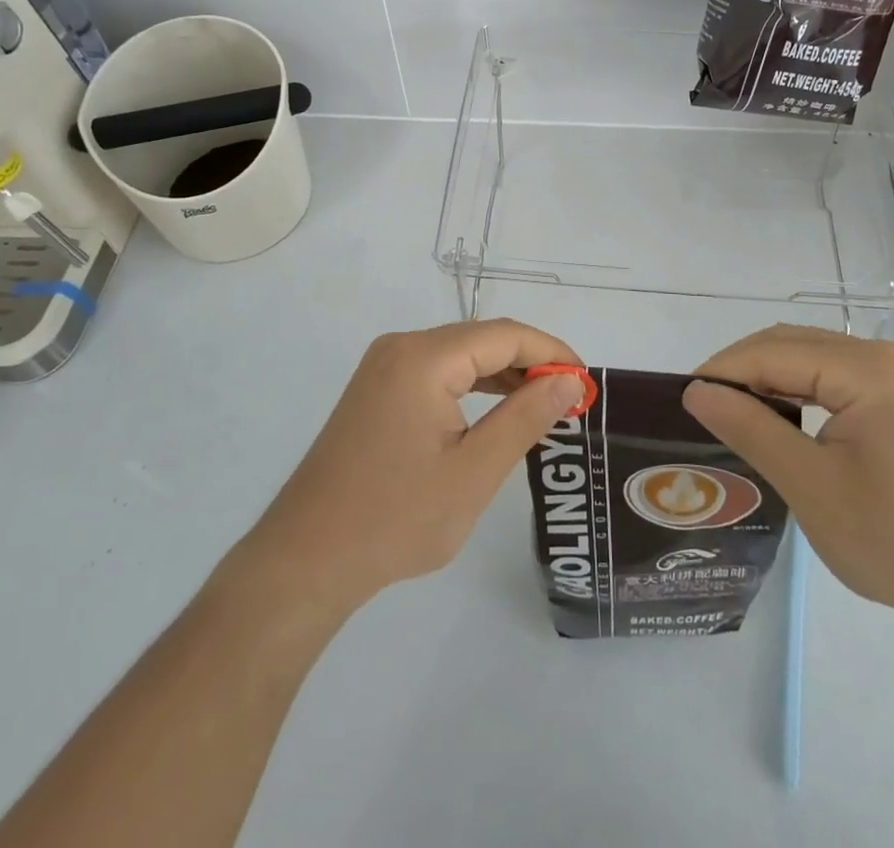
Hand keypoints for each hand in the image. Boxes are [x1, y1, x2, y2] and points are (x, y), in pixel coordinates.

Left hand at [235, 321, 586, 615]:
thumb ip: (526, 417)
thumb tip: (568, 378)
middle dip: (530, 362)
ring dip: (503, 375)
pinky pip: (436, 373)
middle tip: (571, 399)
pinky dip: (472, 387)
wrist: (306, 559)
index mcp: (423, 357)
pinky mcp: (376, 390)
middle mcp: (401, 347)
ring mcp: (384, 367)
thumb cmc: (395, 519)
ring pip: (459, 356)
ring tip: (544, 406)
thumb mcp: (474, 472)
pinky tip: (497, 412)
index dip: (551, 351)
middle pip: (481, 339)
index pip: (503, 335)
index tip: (587, 383)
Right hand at [682, 324, 893, 634]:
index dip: (721, 371)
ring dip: (771, 382)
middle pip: (792, 345)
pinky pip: (840, 381)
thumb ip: (750, 429)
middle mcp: (885, 358)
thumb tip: (696, 391)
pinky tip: (787, 426)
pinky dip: (803, 395)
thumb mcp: (813, 488)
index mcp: (866, 368)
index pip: (771, 352)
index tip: (681, 401)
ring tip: (737, 419)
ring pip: (815, 361)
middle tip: (705, 411)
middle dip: (742, 371)